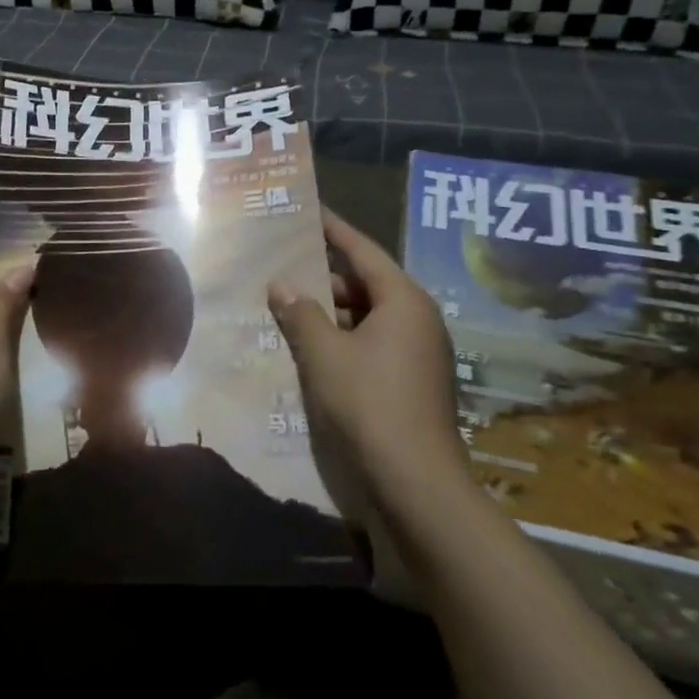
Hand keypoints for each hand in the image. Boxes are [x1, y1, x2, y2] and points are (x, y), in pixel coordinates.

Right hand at [268, 208, 469, 506]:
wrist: (417, 486)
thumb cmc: (370, 404)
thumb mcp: (324, 354)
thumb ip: (300, 314)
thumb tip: (281, 286)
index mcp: (403, 302)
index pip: (363, 251)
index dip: (333, 230)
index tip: (309, 212)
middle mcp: (416, 321)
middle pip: (364, 285)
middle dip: (322, 278)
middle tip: (280, 268)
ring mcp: (416, 355)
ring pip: (365, 319)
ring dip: (328, 314)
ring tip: (284, 309)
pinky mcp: (409, 384)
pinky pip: (369, 346)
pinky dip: (339, 341)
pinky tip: (305, 349)